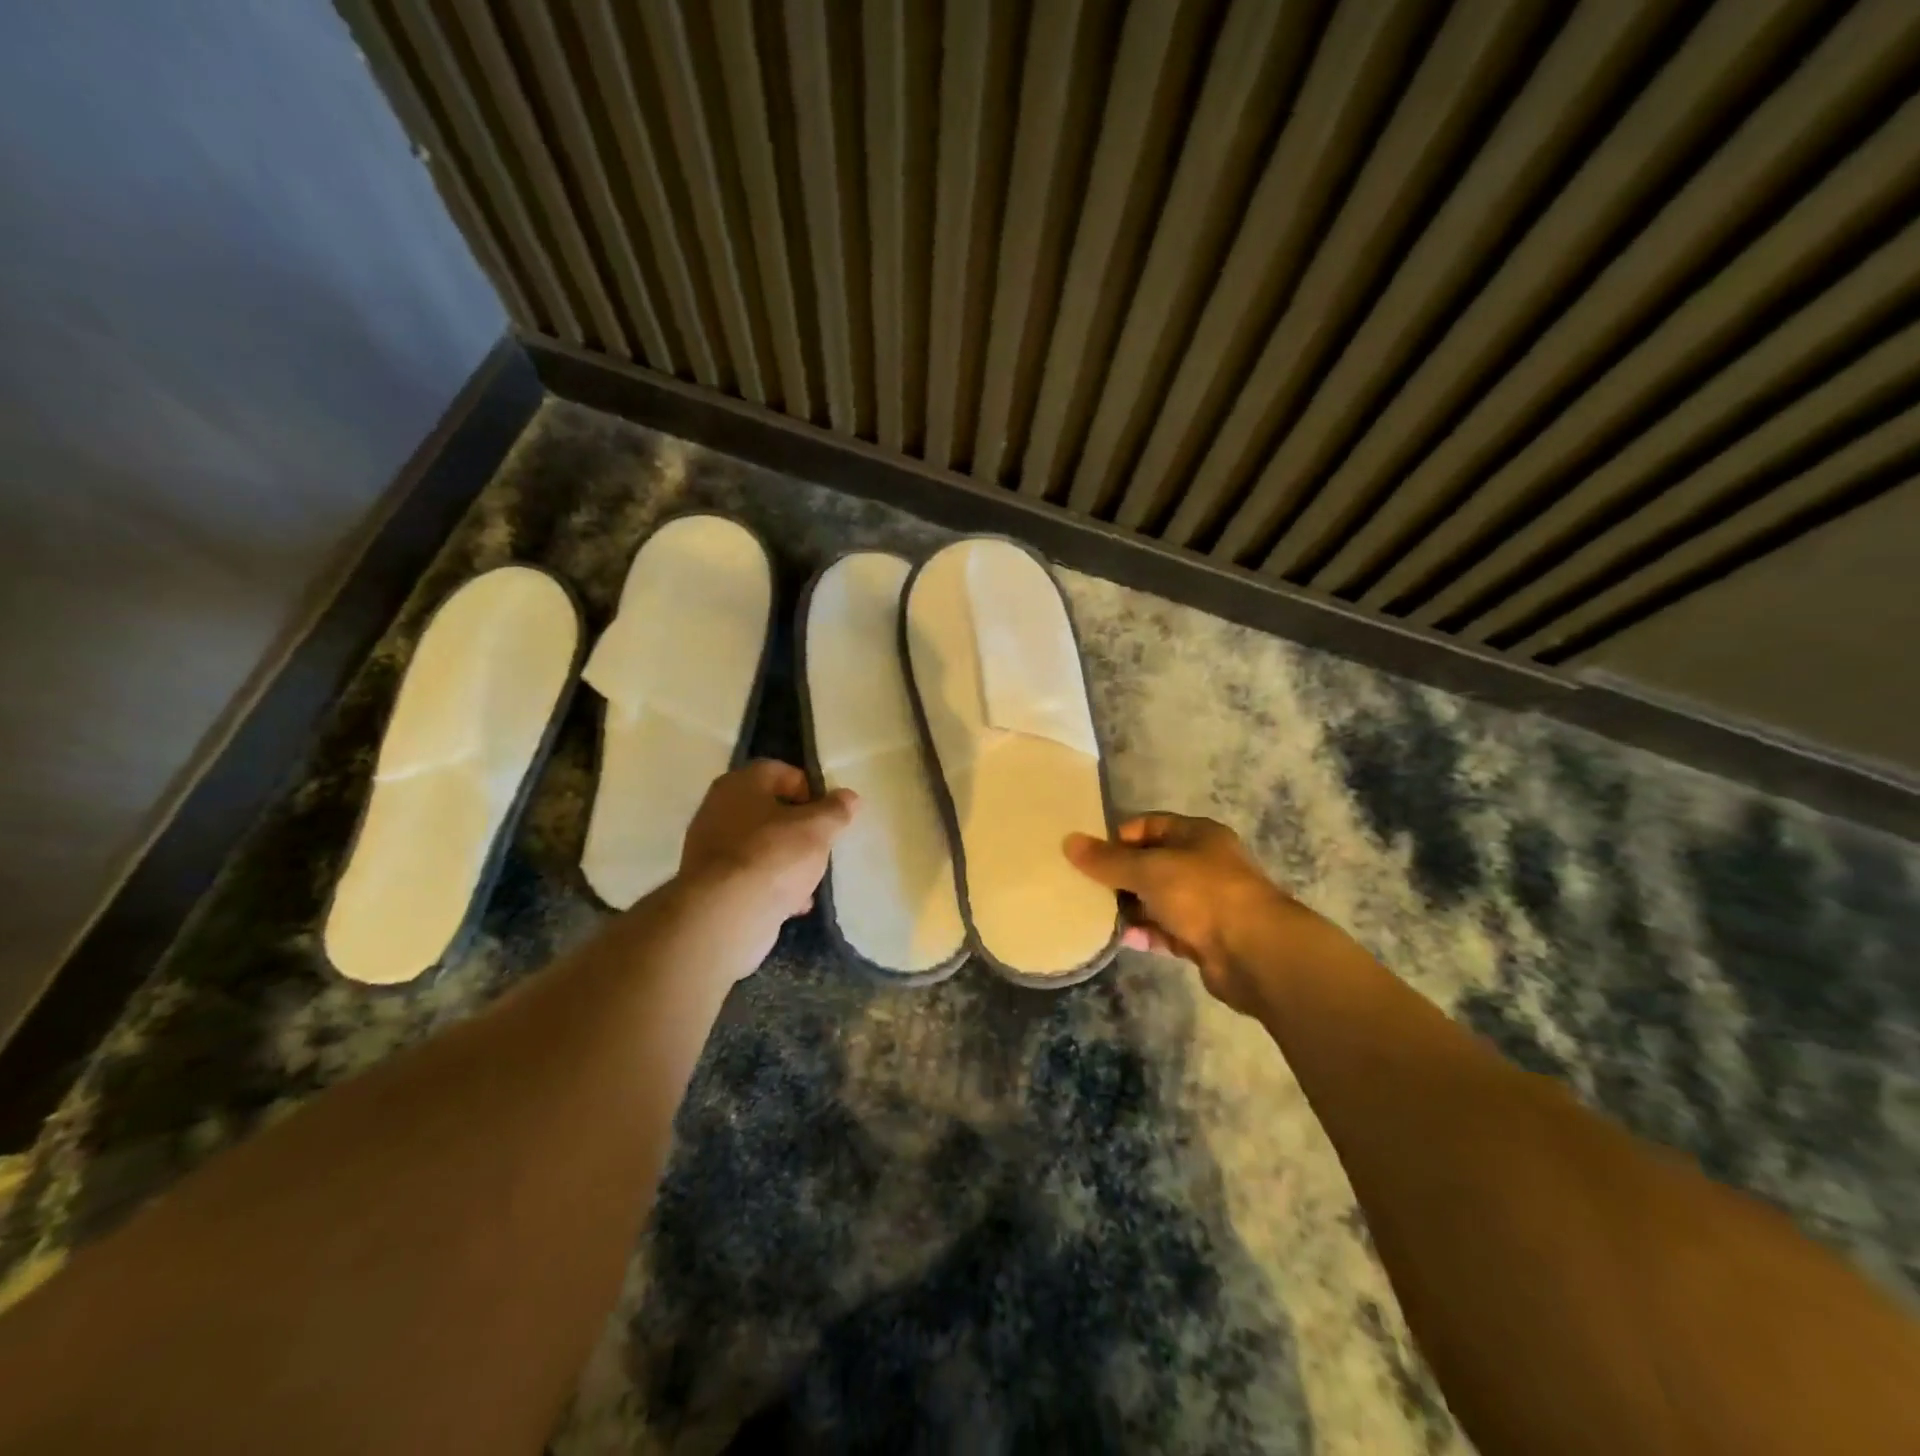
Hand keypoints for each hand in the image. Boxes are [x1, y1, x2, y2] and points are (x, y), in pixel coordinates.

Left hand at [678, 761, 856, 968]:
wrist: (726, 914)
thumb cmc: (774, 856)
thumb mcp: (817, 829)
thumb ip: (836, 810)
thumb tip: (849, 797)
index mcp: (740, 784)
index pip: (780, 771)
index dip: (809, 788)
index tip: (828, 813)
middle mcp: (718, 808)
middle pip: (769, 810)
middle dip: (798, 828)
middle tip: (821, 844)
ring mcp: (710, 847)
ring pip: (760, 844)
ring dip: (787, 858)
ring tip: (810, 879)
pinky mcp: (710, 883)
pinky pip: (750, 874)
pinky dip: (771, 884)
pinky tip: (792, 903)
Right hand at [1065, 813, 1318, 1015]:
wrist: (1256, 953)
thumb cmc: (1203, 894)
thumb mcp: (1149, 870)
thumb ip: (1108, 860)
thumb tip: (1069, 842)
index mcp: (1196, 835)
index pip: (1148, 825)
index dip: (1117, 837)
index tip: (1088, 855)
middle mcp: (1202, 864)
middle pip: (1151, 863)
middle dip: (1119, 875)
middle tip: (1084, 887)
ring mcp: (1205, 903)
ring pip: (1157, 899)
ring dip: (1130, 907)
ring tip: (1094, 914)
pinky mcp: (1204, 938)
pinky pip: (1166, 931)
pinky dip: (1146, 933)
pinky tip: (1121, 939)